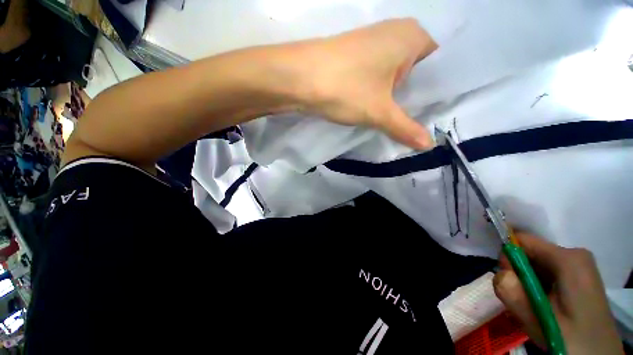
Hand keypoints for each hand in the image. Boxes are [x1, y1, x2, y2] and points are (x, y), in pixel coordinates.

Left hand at [289, 18, 437, 149]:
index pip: (438, 65)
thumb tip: (428, 145)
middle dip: (415, 98)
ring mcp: (372, 44)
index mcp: (412, 36)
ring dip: (395, 98)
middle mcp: (394, 34)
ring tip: (402, 121)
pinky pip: (377, 76)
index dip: (437, 92)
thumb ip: (405, 128)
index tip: (437, 115)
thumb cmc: (346, 88)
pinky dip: (380, 93)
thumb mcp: (379, 112)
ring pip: (394, 76)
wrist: (298, 78)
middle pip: (416, 72)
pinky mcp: (355, 57)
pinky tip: (380, 110)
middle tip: (422, 124)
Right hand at [493, 233, 623, 354]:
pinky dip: (536, 287)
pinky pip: (545, 272)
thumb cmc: (571, 339)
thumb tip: (499, 274)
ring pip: (536, 264)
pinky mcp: (577, 275)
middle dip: (518, 275)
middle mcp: (573, 255)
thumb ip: (513, 294)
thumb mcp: (538, 321)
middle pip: (529, 253)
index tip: (509, 282)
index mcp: (568, 259)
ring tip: (533, 308)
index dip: (508, 258)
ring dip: (526, 284)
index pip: (522, 240)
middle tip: (522, 302)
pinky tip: (541, 306)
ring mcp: (577, 265)